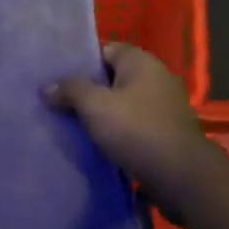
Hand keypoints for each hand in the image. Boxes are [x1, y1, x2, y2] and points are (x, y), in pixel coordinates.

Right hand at [45, 44, 208, 191]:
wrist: (182, 178)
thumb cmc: (137, 130)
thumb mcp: (95, 106)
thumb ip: (70, 91)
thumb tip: (46, 87)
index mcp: (141, 62)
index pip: (105, 49)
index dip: (80, 61)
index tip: (56, 75)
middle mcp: (155, 78)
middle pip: (112, 78)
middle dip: (87, 89)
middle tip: (57, 100)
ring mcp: (163, 108)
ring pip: (121, 104)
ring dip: (100, 114)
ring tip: (70, 124)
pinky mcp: (165, 134)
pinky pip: (132, 126)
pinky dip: (115, 132)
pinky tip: (95, 144)